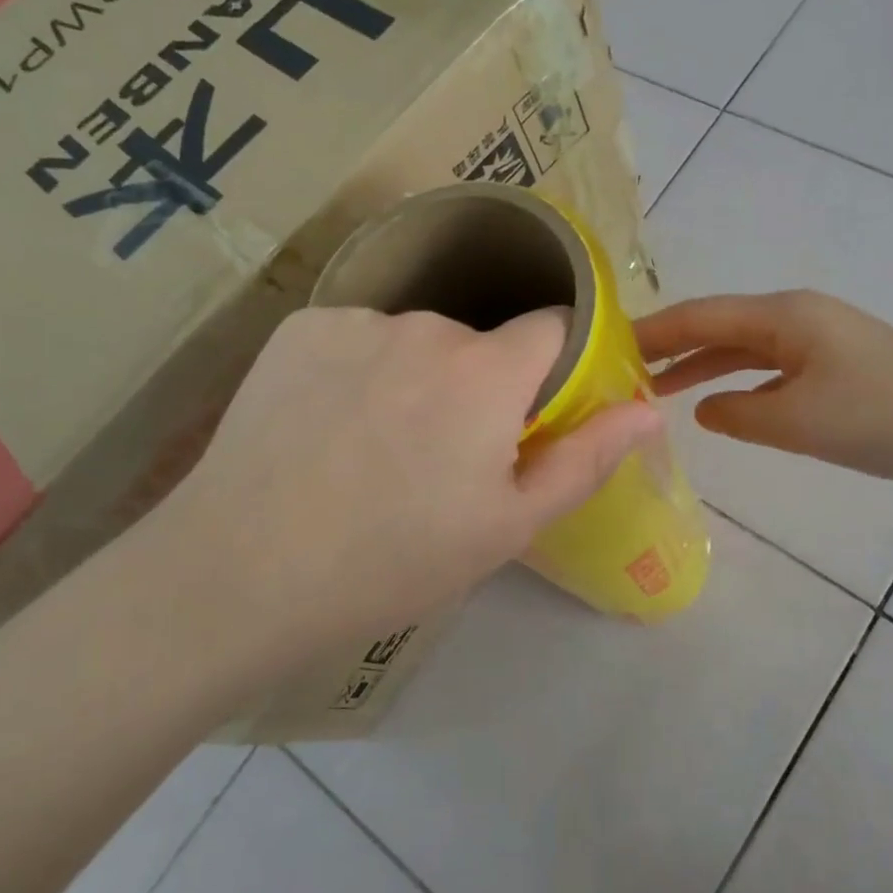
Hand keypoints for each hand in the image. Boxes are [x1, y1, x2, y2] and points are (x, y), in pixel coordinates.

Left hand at [144, 306, 661, 686]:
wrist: (242, 571)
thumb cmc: (394, 559)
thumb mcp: (508, 526)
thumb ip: (587, 459)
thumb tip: (650, 410)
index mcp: (488, 370)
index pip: (553, 326)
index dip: (553, 367)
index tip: (532, 415)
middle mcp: (428, 326)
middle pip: (480, 342)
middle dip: (480, 386)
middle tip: (443, 460)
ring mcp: (356, 321)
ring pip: (416, 341)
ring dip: (417, 378)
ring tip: (376, 450)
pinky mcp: (299, 329)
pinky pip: (356, 339)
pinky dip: (358, 370)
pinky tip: (327, 426)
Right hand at [636, 290, 892, 484]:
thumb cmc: (881, 418)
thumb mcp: (797, 421)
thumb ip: (738, 414)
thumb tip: (705, 409)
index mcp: (782, 316)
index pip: (699, 316)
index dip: (652, 332)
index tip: (609, 348)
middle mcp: (794, 315)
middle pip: (717, 325)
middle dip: (671, 347)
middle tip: (624, 371)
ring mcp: (816, 337)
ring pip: (742, 347)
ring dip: (702, 365)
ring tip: (659, 389)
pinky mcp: (832, 362)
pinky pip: (768, 365)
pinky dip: (736, 379)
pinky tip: (720, 401)